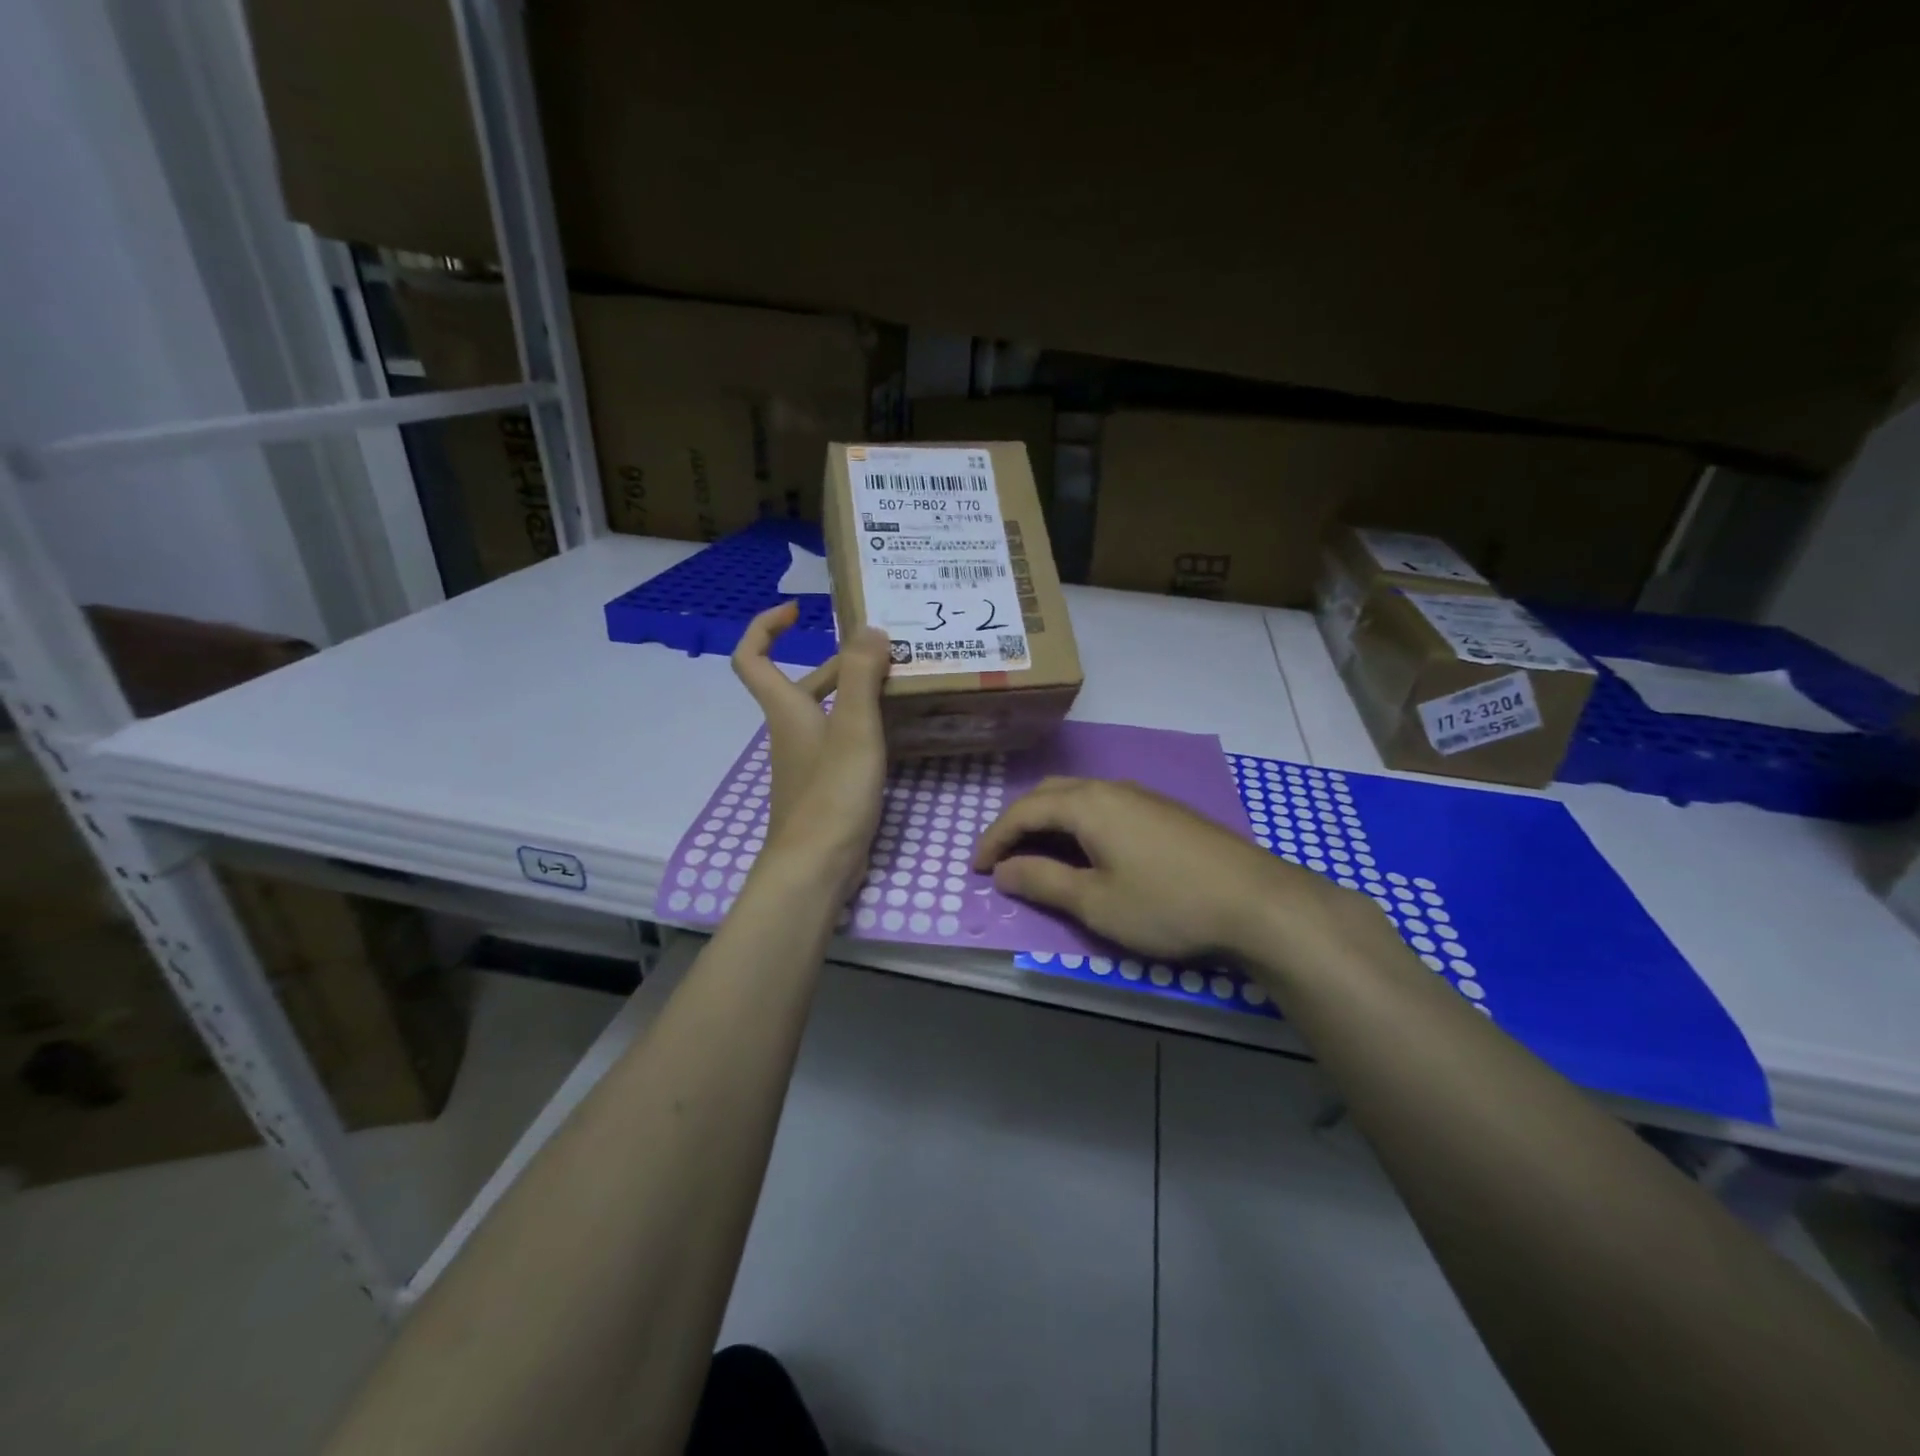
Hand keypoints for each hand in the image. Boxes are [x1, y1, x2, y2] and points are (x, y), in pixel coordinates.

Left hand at [731, 602, 890, 895]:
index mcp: (787, 709)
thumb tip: (869, 628)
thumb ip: (862, 676)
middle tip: (885, 652)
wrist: (816, 867)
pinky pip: (840, 742)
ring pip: (826, 714)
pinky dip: (862, 728)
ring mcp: (806, 762)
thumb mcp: (854, 729)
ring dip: (856, 694)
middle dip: (841, 663)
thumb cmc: (831, 794)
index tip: (797, 611)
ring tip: (900, 685)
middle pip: (804, 684)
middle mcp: (791, 731)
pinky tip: (894, 733)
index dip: (764, 627)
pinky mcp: (823, 787)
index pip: (752, 658)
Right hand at [973, 777, 1352, 963]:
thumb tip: (1003, 871)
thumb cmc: (1167, 904)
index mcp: (1087, 804)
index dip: (994, 838)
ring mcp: (1142, 796)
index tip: (976, 869)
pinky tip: (1089, 851)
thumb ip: (1044, 882)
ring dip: (1049, 821)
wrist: (1257, 901)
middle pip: (1049, 794)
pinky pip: (1105, 805)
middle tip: (1003, 858)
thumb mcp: (1096, 903)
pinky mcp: (1165, 811)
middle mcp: (1111, 788)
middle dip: (1018, 823)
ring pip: (1079, 796)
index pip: (1023, 811)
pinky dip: (1079, 823)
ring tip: (1039, 855)